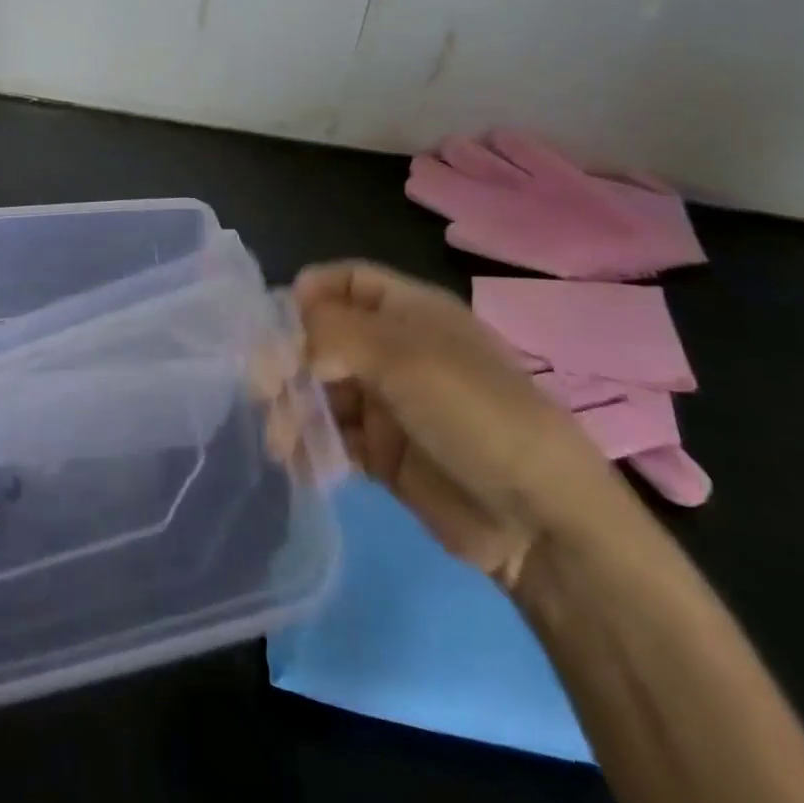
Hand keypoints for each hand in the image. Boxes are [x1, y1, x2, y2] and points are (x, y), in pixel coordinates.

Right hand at [293, 261, 633, 590]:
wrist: (539, 521)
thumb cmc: (474, 413)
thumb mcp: (403, 356)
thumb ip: (332, 333)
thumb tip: (285, 339)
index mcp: (409, 312)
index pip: (345, 282)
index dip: (307, 294)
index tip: (273, 323)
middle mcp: (395, 351)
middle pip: (322, 339)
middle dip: (288, 360)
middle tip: (264, 390)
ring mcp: (389, 404)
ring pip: (321, 391)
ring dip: (293, 409)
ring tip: (280, 440)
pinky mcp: (383, 454)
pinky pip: (332, 439)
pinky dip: (310, 447)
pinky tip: (298, 464)